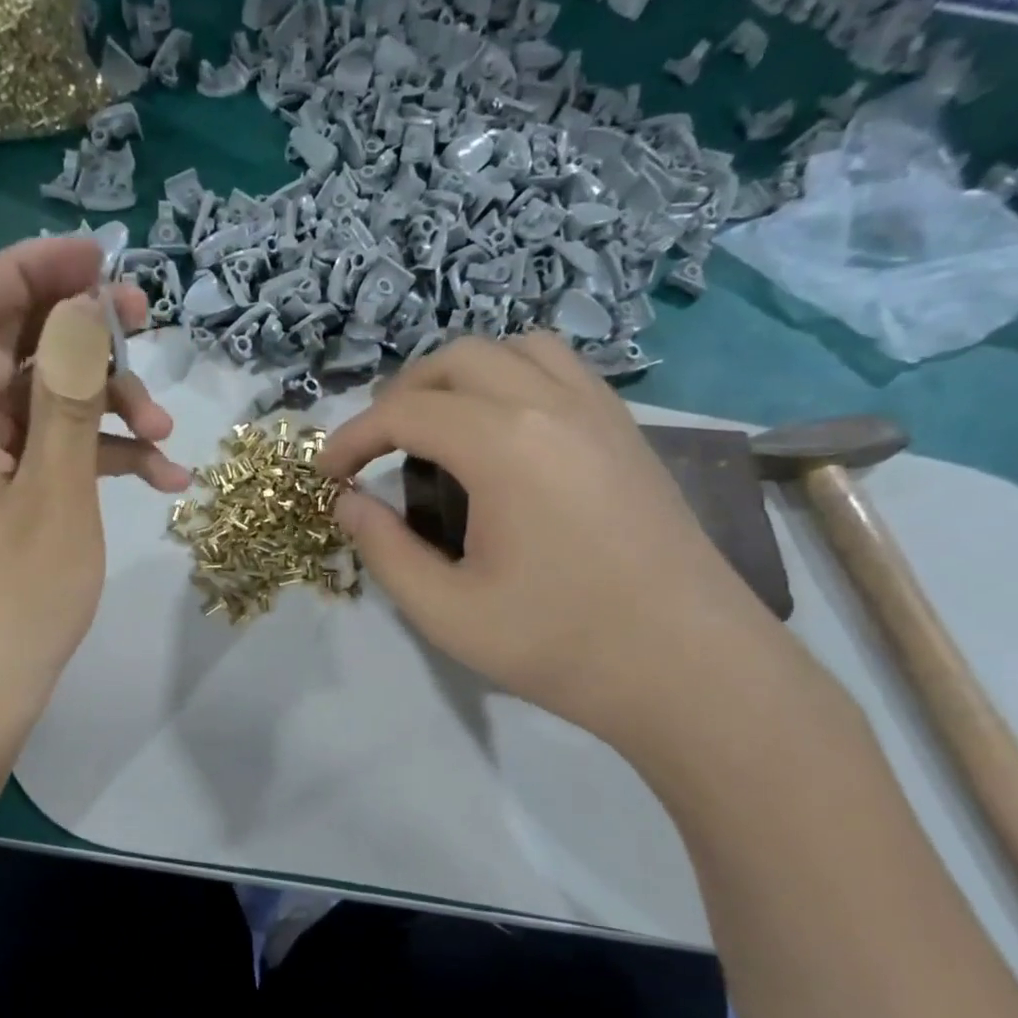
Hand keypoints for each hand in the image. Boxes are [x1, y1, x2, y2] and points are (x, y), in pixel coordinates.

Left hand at [0, 237, 190, 741]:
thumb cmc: (11, 601)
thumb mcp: (55, 493)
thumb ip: (69, 396)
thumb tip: (82, 310)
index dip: (34, 270)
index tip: (102, 260)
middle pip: (12, 348)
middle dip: (84, 336)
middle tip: (147, 328)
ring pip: (40, 402)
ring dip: (105, 407)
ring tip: (165, 436)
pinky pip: (47, 455)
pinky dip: (98, 457)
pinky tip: (161, 479)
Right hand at [317, 334, 789, 748]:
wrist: (690, 667)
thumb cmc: (559, 645)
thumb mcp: (446, 612)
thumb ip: (385, 550)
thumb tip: (348, 504)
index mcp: (504, 445)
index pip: (405, 412)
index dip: (353, 437)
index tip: (327, 474)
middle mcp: (553, 405)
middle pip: (457, 360)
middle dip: (401, 396)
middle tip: (375, 450)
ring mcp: (600, 411)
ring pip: (515, 350)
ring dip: (461, 377)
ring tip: (437, 429)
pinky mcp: (628, 431)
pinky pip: (561, 371)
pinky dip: (513, 380)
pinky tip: (503, 434)